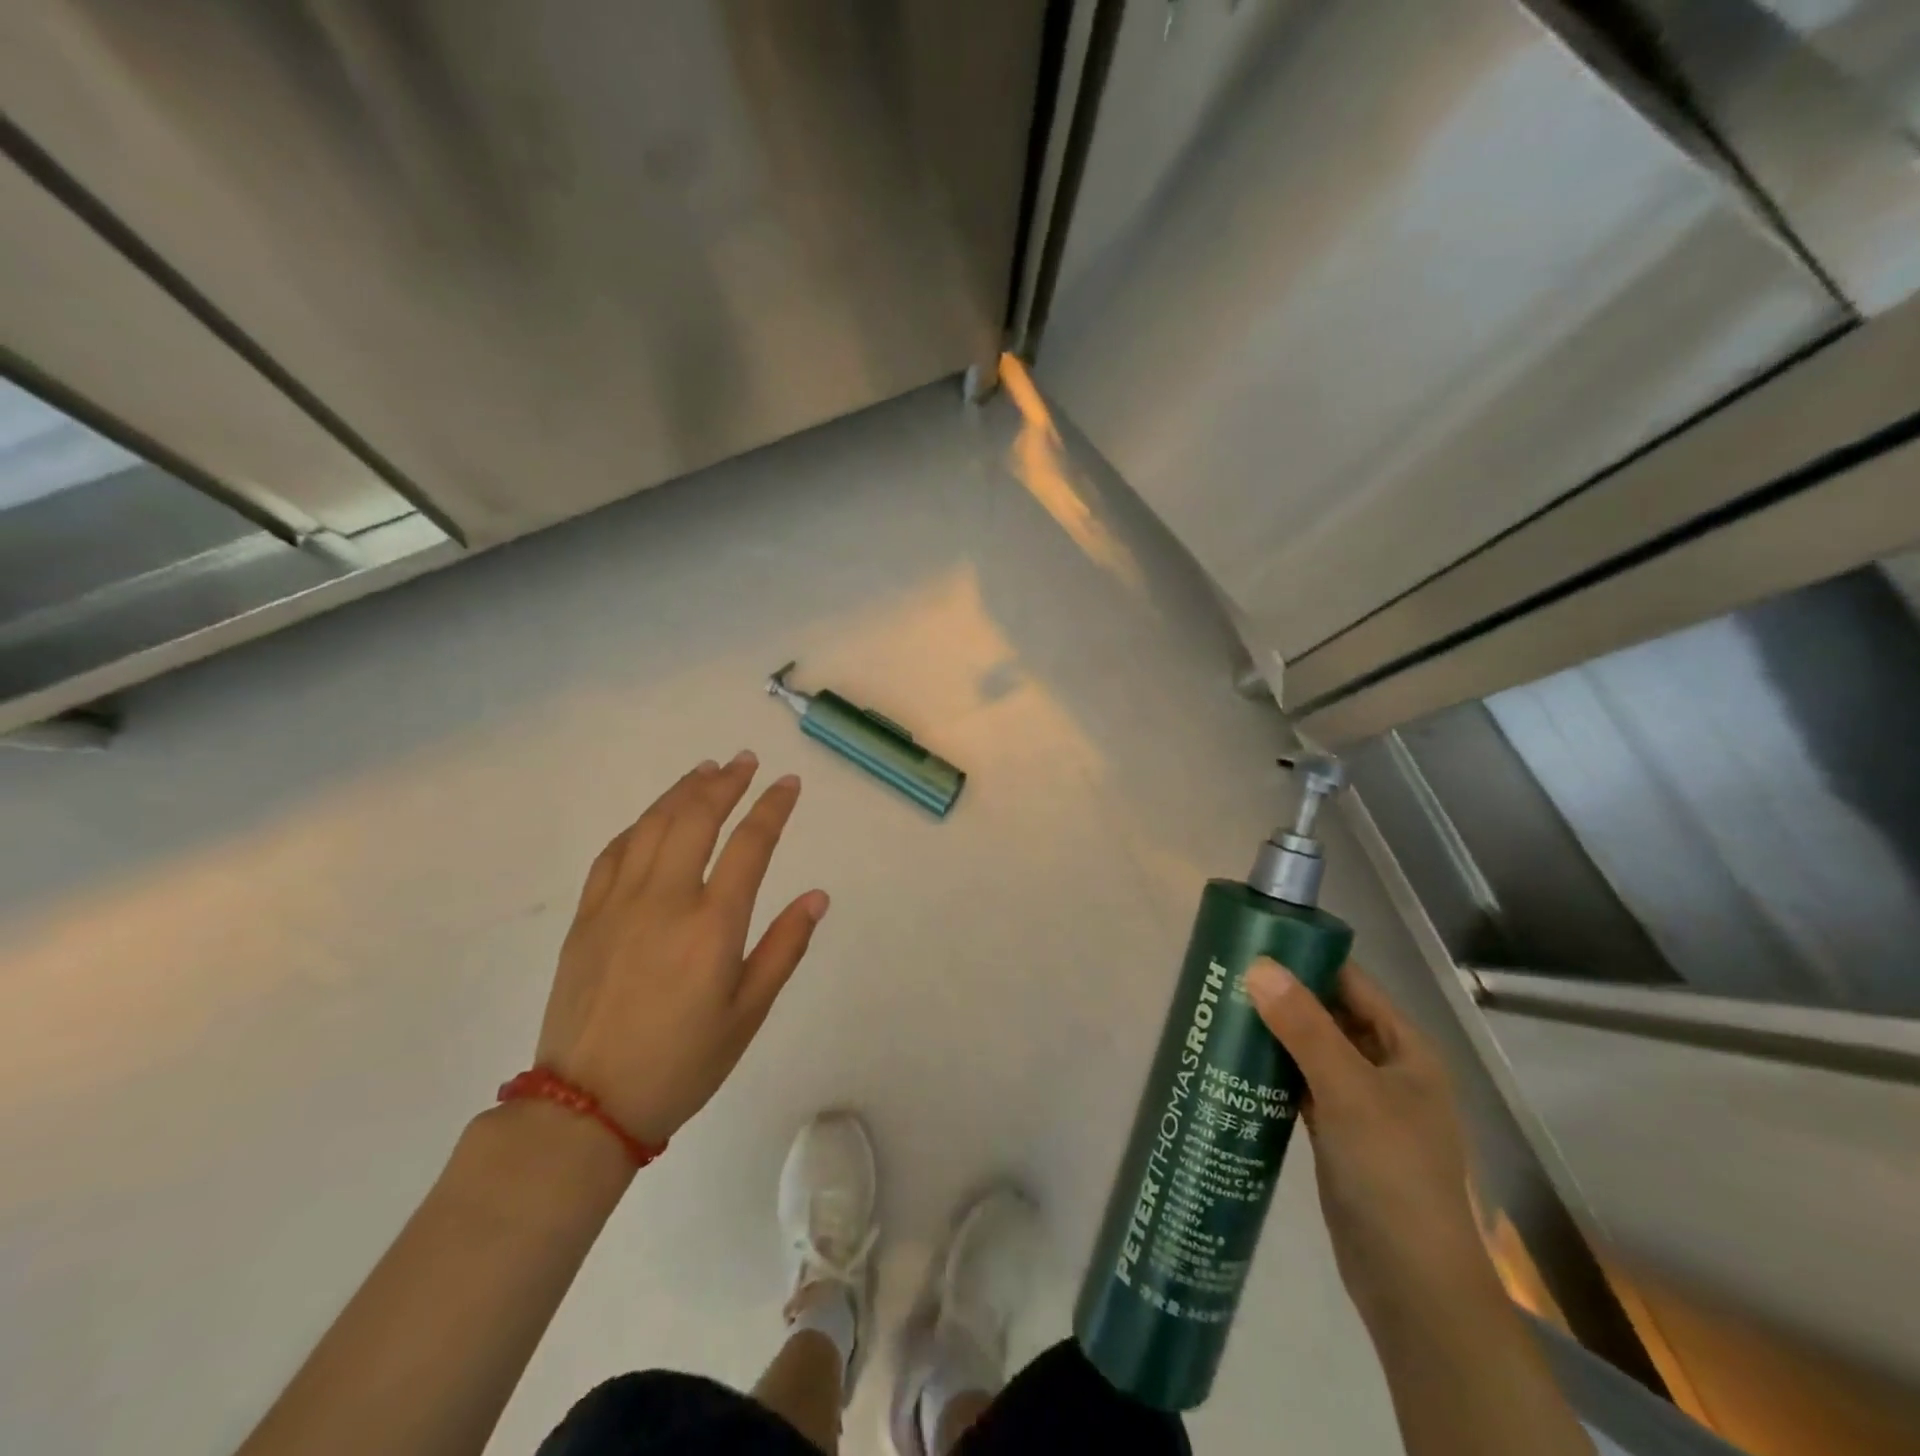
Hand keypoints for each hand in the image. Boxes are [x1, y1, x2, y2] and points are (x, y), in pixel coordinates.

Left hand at [535, 752, 828, 1146]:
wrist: (585, 1106)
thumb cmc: (681, 1063)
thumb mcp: (747, 1013)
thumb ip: (784, 948)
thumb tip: (816, 896)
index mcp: (712, 925)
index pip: (750, 845)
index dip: (773, 807)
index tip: (788, 783)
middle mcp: (665, 899)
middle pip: (696, 819)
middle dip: (725, 783)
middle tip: (745, 761)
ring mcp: (619, 903)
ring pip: (652, 826)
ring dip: (682, 791)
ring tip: (705, 770)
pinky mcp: (587, 917)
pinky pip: (614, 853)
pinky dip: (640, 824)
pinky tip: (653, 817)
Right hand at [1247, 959, 1496, 1329]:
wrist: (1411, 1284)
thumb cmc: (1392, 1173)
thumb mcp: (1349, 1091)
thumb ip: (1304, 1027)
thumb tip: (1257, 966)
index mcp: (1405, 1049)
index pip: (1352, 983)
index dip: (1307, 959)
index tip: (1254, 944)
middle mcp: (1386, 1068)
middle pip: (1329, 1014)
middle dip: (1282, 996)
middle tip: (1225, 978)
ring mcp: (1362, 1104)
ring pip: (1312, 1051)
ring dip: (1274, 1034)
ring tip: (1222, 1012)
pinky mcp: (1337, 1134)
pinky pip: (1302, 1086)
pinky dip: (1274, 1073)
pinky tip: (1236, 1063)